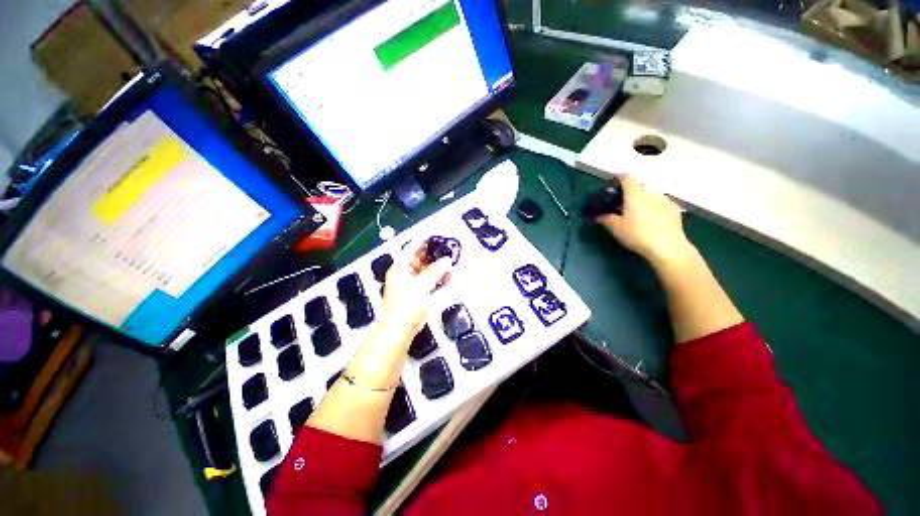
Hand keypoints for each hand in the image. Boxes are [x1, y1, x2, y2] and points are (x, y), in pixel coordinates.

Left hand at [380, 243, 452, 341]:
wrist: (399, 330)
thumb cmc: (407, 305)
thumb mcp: (422, 286)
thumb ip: (435, 272)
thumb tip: (447, 260)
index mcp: (400, 267)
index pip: (412, 248)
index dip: (424, 240)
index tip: (435, 234)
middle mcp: (403, 273)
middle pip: (420, 259)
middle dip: (434, 255)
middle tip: (448, 250)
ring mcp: (409, 283)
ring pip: (425, 270)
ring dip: (437, 267)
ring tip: (451, 263)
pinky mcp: (415, 293)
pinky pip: (427, 280)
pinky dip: (436, 278)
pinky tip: (447, 276)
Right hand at [597, 174, 694, 267]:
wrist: (668, 247)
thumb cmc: (637, 234)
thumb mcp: (616, 228)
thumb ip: (606, 219)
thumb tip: (598, 215)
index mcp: (635, 194)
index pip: (627, 178)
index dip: (620, 177)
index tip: (614, 180)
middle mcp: (651, 193)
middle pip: (639, 188)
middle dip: (630, 194)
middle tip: (622, 205)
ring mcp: (665, 200)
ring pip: (650, 196)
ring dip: (643, 201)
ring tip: (637, 214)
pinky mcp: (675, 210)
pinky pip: (660, 204)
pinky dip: (653, 208)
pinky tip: (651, 220)